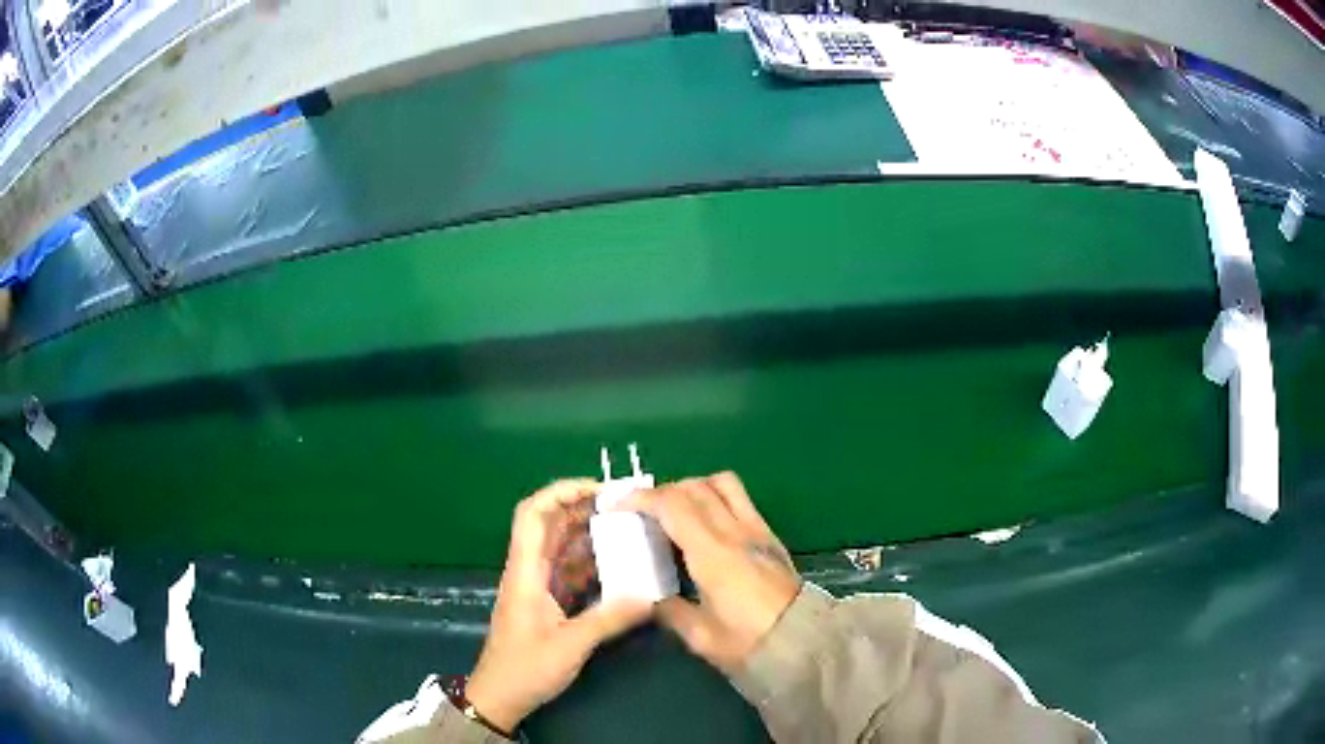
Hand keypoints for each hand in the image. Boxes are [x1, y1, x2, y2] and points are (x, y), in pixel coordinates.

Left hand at [467, 480, 650, 733]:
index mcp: (525, 571)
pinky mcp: (547, 602)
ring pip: (562, 546)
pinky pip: (570, 570)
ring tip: (628, 528)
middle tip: (624, 506)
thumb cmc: (525, 668)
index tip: (599, 490)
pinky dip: (591, 561)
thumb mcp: (570, 645)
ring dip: (589, 534)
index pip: (533, 514)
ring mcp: (538, 586)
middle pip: (550, 524)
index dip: (561, 493)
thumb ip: (609, 620)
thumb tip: (650, 597)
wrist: (500, 696)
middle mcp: (529, 571)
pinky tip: (619, 564)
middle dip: (583, 508)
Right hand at [617, 472, 800, 673]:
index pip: (673, 504)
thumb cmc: (748, 642)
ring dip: (693, 487)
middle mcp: (735, 531)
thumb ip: (670, 611)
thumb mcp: (700, 635)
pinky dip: (715, 497)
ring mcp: (756, 529)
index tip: (618, 506)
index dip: (641, 498)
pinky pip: (740, 499)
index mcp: (713, 553)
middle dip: (662, 491)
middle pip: (694, 487)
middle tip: (643, 512)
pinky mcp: (770, 535)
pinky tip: (705, 526)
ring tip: (676, 511)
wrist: (803, 642)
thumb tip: (651, 598)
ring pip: (722, 483)